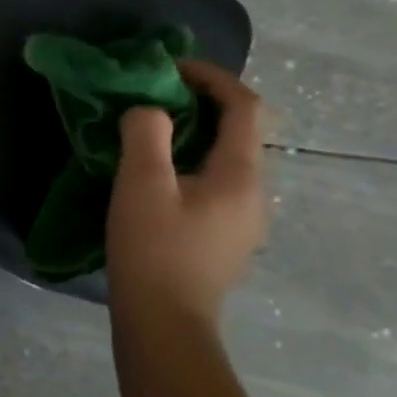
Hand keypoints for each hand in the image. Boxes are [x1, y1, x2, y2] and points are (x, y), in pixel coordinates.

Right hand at [106, 60, 267, 328]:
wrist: (164, 327)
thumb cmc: (153, 251)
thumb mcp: (141, 184)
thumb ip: (146, 132)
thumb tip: (149, 110)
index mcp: (241, 175)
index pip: (245, 105)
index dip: (212, 77)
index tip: (171, 69)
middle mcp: (255, 193)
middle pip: (240, 130)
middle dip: (201, 103)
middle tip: (155, 98)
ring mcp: (245, 220)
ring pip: (228, 159)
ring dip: (195, 134)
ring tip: (152, 132)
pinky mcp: (227, 239)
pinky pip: (217, 183)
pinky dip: (193, 162)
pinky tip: (160, 177)